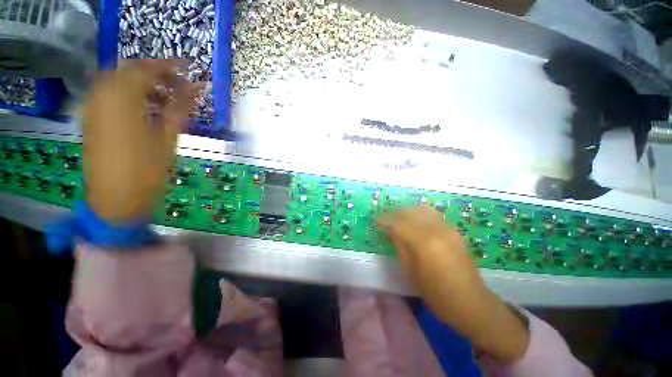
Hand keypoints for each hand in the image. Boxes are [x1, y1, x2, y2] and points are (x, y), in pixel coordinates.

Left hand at [82, 60, 197, 222]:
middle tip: (177, 84)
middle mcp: (102, 97)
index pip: (146, 70)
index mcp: (122, 101)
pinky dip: (129, 94)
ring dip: (142, 83)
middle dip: (154, 72)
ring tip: (165, 99)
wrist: (115, 199)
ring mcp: (93, 107)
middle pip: (128, 70)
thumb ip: (180, 108)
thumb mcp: (168, 138)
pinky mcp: (91, 119)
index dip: (169, 66)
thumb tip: (197, 88)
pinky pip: (109, 94)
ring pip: (117, 80)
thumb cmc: (147, 171)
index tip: (188, 68)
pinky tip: (145, 109)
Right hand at [377, 204, 529, 362]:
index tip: (375, 220)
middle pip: (409, 211)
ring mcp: (447, 227)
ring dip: (407, 211)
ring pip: (422, 208)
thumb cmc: (436, 294)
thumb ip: (400, 246)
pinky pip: (432, 214)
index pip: (398, 222)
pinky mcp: (454, 229)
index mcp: (424, 242)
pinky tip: (415, 223)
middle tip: (385, 220)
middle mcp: (436, 229)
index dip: (384, 219)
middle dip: (394, 213)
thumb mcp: (411, 271)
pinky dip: (419, 214)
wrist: (470, 302)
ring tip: (400, 219)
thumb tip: (389, 230)